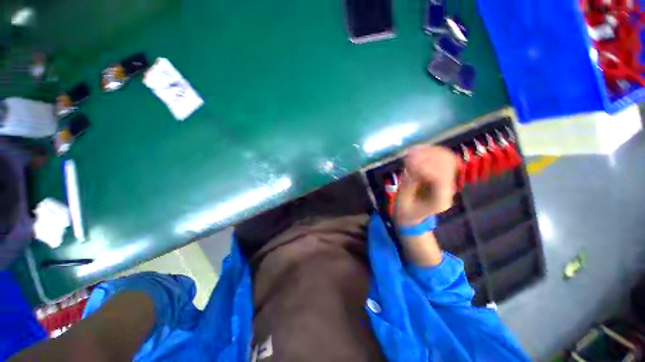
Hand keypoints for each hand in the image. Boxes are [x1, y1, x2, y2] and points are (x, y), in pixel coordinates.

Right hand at [394, 145, 457, 225]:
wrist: (414, 216)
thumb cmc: (406, 211)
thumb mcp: (403, 202)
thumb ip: (408, 185)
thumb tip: (410, 167)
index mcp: (440, 201)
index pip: (439, 178)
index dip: (424, 167)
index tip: (407, 163)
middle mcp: (448, 188)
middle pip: (447, 165)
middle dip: (427, 157)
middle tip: (408, 155)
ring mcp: (447, 180)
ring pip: (446, 158)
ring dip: (429, 151)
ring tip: (411, 151)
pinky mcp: (442, 174)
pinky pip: (440, 157)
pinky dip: (428, 151)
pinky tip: (415, 150)